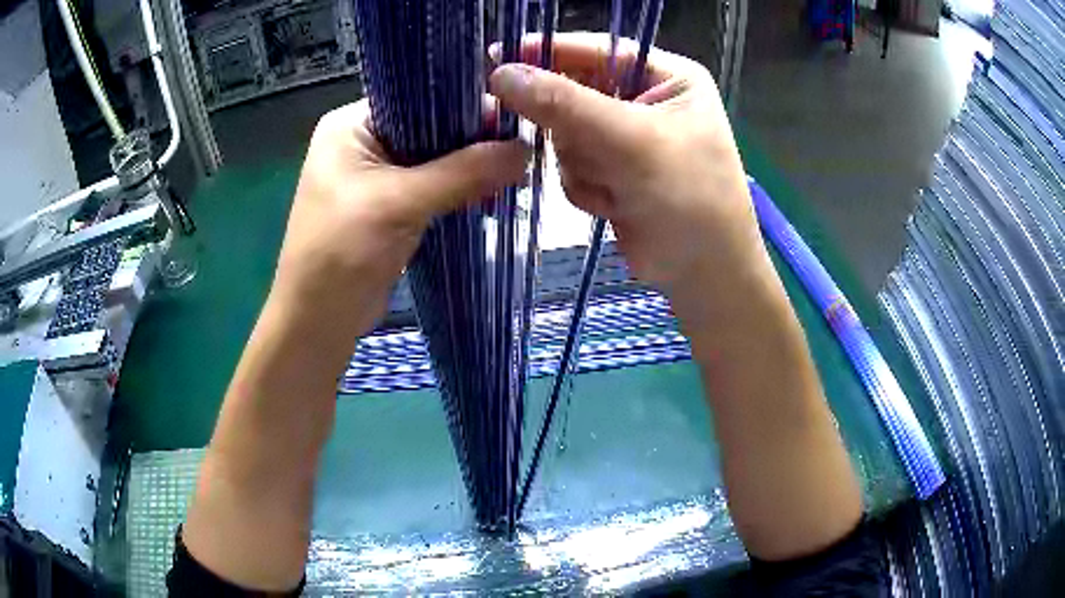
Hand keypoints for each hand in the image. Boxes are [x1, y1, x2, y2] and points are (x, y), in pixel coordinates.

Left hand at [273, 99, 528, 332]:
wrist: (318, 322)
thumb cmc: (341, 253)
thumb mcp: (400, 204)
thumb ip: (462, 173)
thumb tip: (525, 150)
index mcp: (350, 125)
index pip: (417, 97)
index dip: (462, 103)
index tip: (510, 116)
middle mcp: (362, 142)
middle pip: (428, 127)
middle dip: (471, 139)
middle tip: (521, 147)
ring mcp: (375, 176)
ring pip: (433, 159)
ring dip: (468, 167)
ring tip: (515, 170)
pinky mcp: (388, 207)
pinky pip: (431, 187)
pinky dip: (458, 190)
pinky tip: (493, 192)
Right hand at [489, 34, 762, 316]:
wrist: (704, 275)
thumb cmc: (689, 199)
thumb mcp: (632, 143)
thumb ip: (564, 105)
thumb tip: (501, 74)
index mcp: (667, 76)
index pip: (596, 50)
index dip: (548, 51)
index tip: (497, 56)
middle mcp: (645, 100)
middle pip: (574, 93)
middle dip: (574, 128)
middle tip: (572, 143)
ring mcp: (627, 138)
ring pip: (566, 135)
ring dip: (583, 164)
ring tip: (617, 186)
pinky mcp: (613, 171)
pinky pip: (571, 165)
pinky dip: (586, 186)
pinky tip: (615, 203)